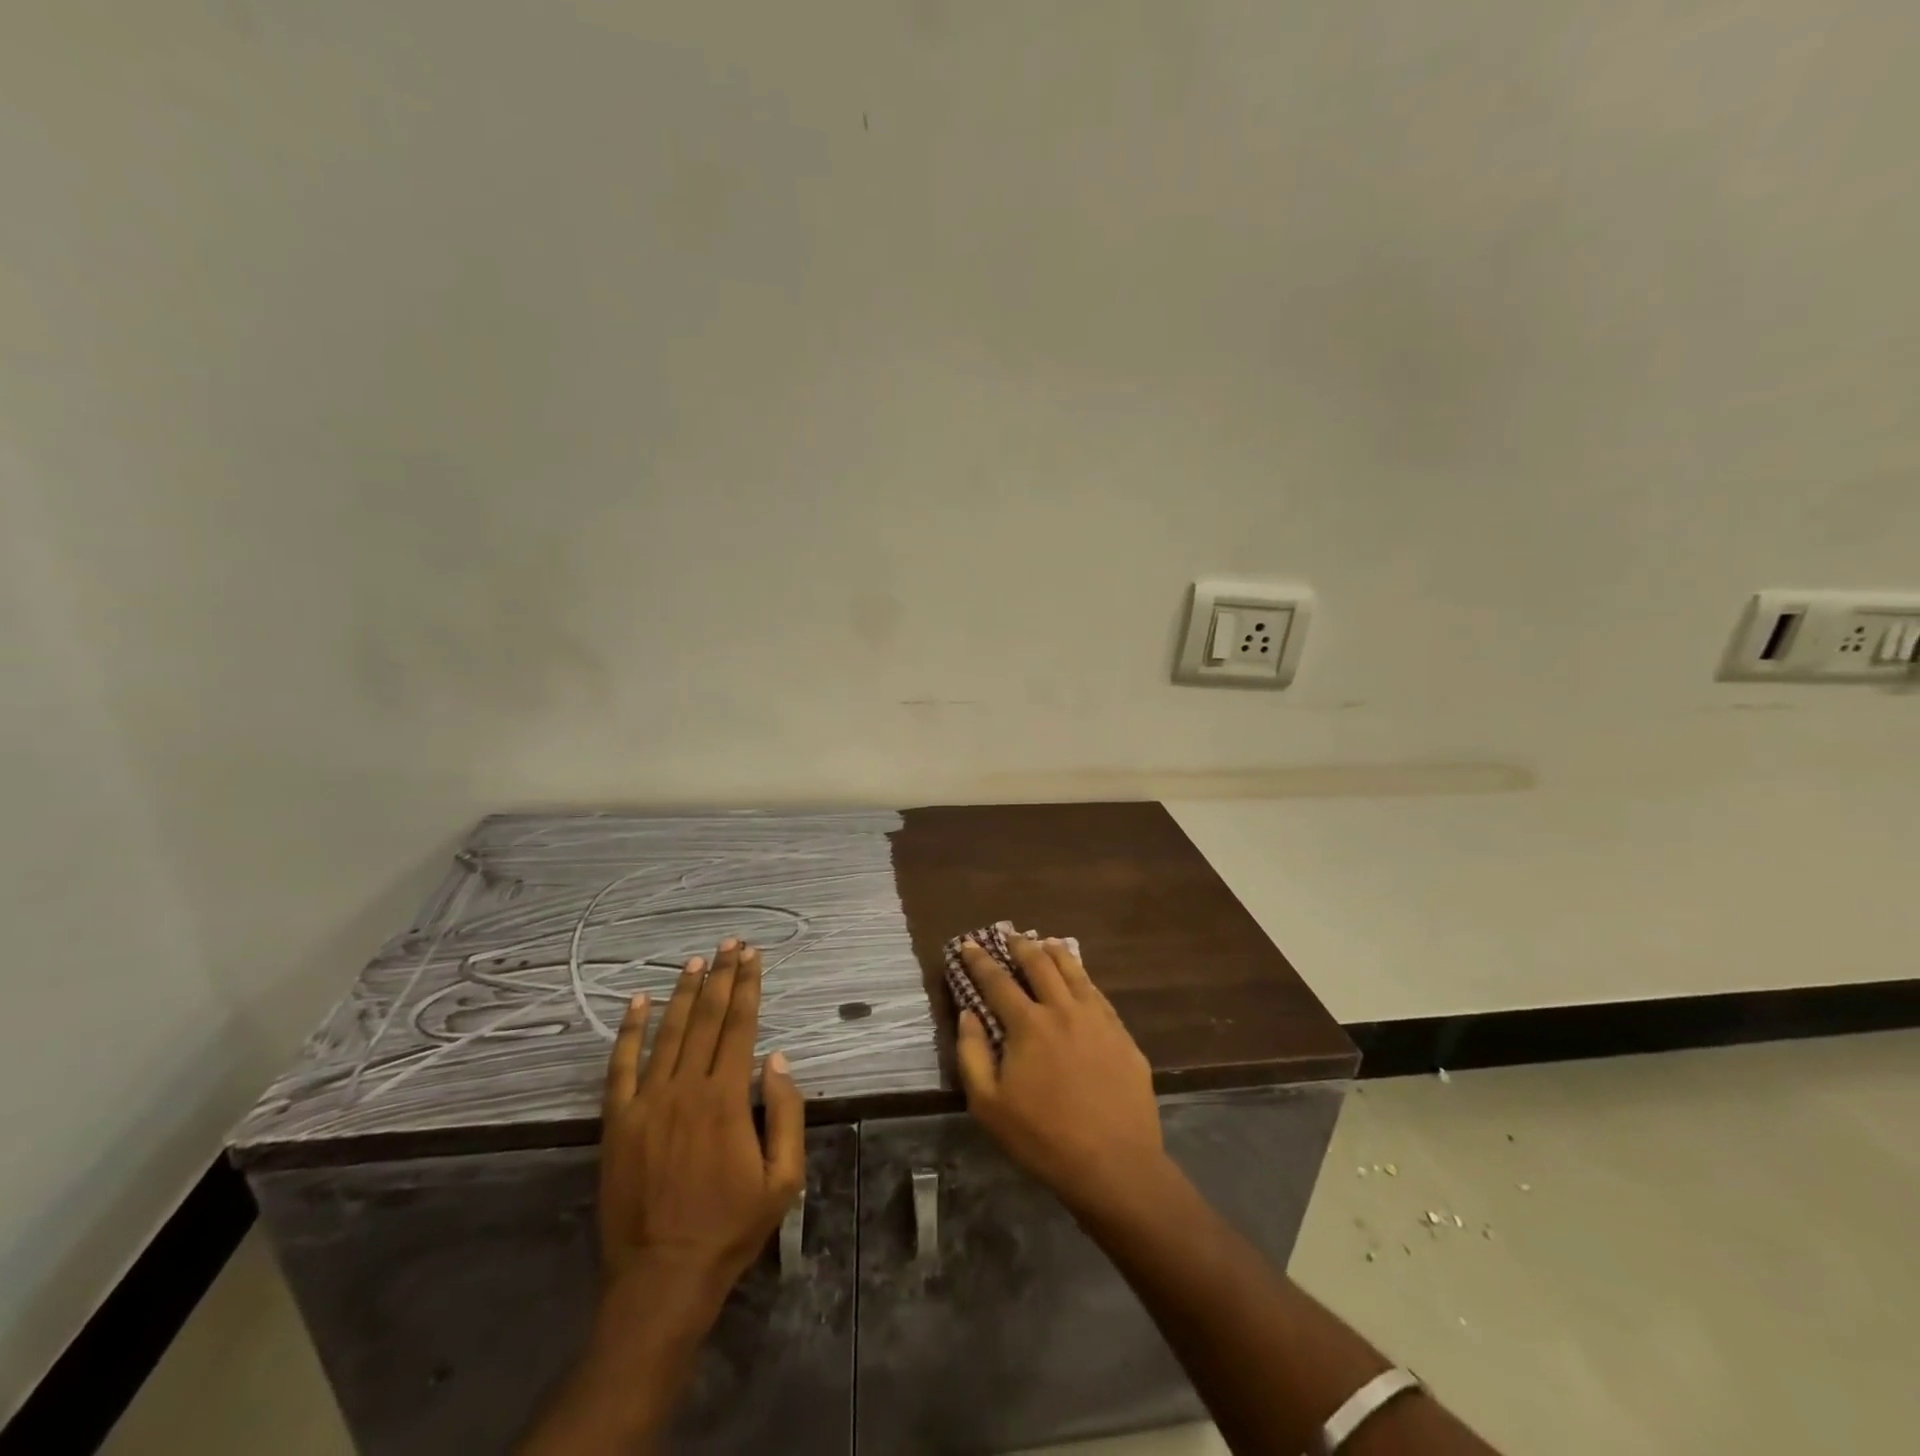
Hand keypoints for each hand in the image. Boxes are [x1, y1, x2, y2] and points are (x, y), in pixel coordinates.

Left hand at [598, 939, 804, 1314]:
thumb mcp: (783, 1179)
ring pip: (668, 1033)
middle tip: (729, 944)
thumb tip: (776, 1059)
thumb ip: (786, 1114)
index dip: (748, 986)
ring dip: (683, 993)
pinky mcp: (617, 1123)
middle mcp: (686, 1089)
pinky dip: (629, 1032)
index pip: (741, 1026)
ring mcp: (647, 1103)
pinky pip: (621, 1067)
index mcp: (727, 1099)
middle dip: (721, 977)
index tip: (753, 956)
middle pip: (708, 1019)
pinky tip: (637, 1003)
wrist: (662, 1277)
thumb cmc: (731, 1227)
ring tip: (695, 962)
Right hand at [954, 934, 1166, 1220]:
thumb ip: (971, 1054)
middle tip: (1010, 935)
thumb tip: (968, 1014)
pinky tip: (1082, 981)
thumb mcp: (988, 1105)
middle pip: (1040, 964)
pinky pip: (1099, 995)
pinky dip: (1084, 979)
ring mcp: (1098, 1019)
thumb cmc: (1043, 1138)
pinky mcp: (1122, 1035)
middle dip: (1021, 946)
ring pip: (1075, 972)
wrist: (1114, 1164)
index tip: (969, 944)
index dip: (980, 961)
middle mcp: (1063, 1009)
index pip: (997, 981)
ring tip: (1046, 943)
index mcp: (1028, 1024)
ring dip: (1056, 953)